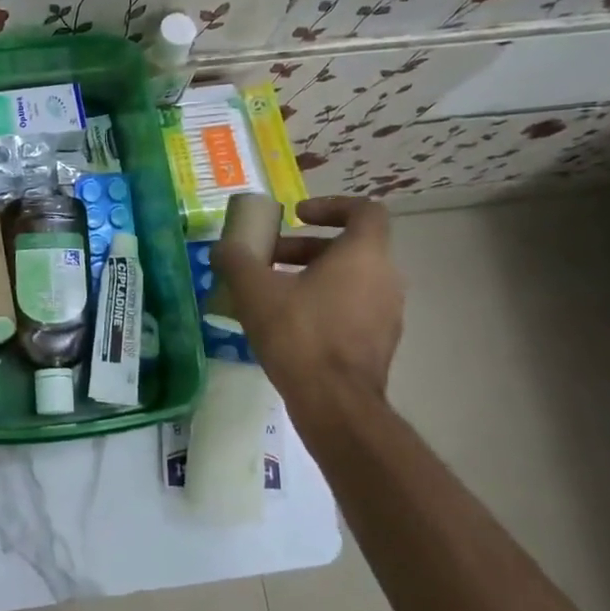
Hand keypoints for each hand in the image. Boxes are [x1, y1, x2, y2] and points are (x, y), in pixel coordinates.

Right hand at [212, 196, 403, 400]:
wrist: (335, 404)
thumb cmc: (299, 335)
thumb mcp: (255, 291)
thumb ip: (237, 260)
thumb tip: (222, 248)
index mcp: (364, 255)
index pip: (364, 210)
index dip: (330, 206)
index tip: (297, 215)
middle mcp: (385, 278)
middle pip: (350, 247)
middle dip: (306, 247)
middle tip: (270, 257)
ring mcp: (388, 314)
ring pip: (351, 279)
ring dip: (313, 276)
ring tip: (273, 292)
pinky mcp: (380, 344)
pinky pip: (352, 308)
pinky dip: (324, 304)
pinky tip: (289, 324)